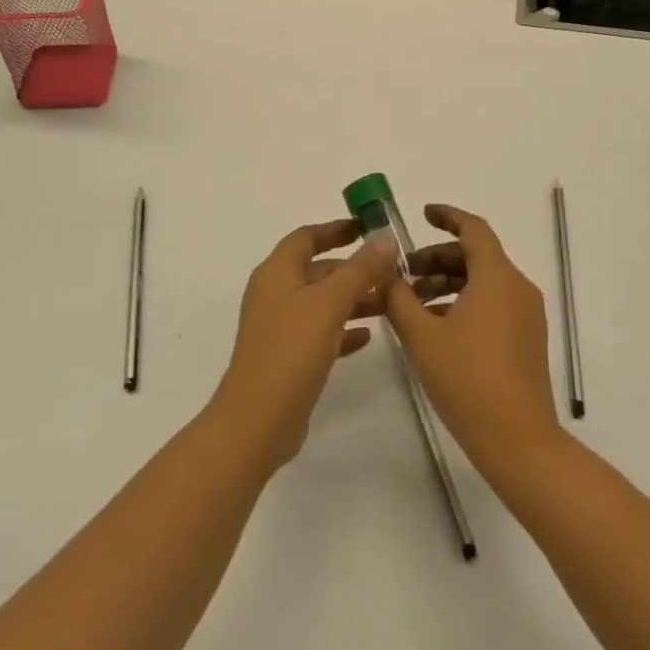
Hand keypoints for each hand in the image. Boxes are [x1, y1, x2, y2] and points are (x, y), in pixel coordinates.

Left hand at [209, 220, 398, 472]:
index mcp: (277, 273)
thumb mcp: (329, 304)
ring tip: (389, 302)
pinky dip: (343, 328)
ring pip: (322, 302)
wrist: (257, 421)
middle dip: (354, 268)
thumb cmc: (291, 351)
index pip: (307, 237)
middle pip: (317, 270)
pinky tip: (368, 336)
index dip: (336, 229)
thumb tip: (385, 239)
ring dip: (353, 298)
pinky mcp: (288, 356)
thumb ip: (359, 270)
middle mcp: (275, 294)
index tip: (367, 227)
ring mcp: (280, 327)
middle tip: (392, 271)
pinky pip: (320, 332)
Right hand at [385, 204, 562, 480]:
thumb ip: (399, 299)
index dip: (447, 216)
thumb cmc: (468, 381)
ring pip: (484, 281)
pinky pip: (494, 303)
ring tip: (413, 304)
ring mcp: (527, 314)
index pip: (474, 229)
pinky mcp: (527, 338)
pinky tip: (437, 327)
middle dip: (438, 258)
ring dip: (448, 283)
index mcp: (497, 277)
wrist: (519, 441)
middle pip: (477, 255)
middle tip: (404, 273)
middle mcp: (518, 287)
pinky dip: (465, 302)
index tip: (422, 214)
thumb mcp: (422, 337)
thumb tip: (386, 275)